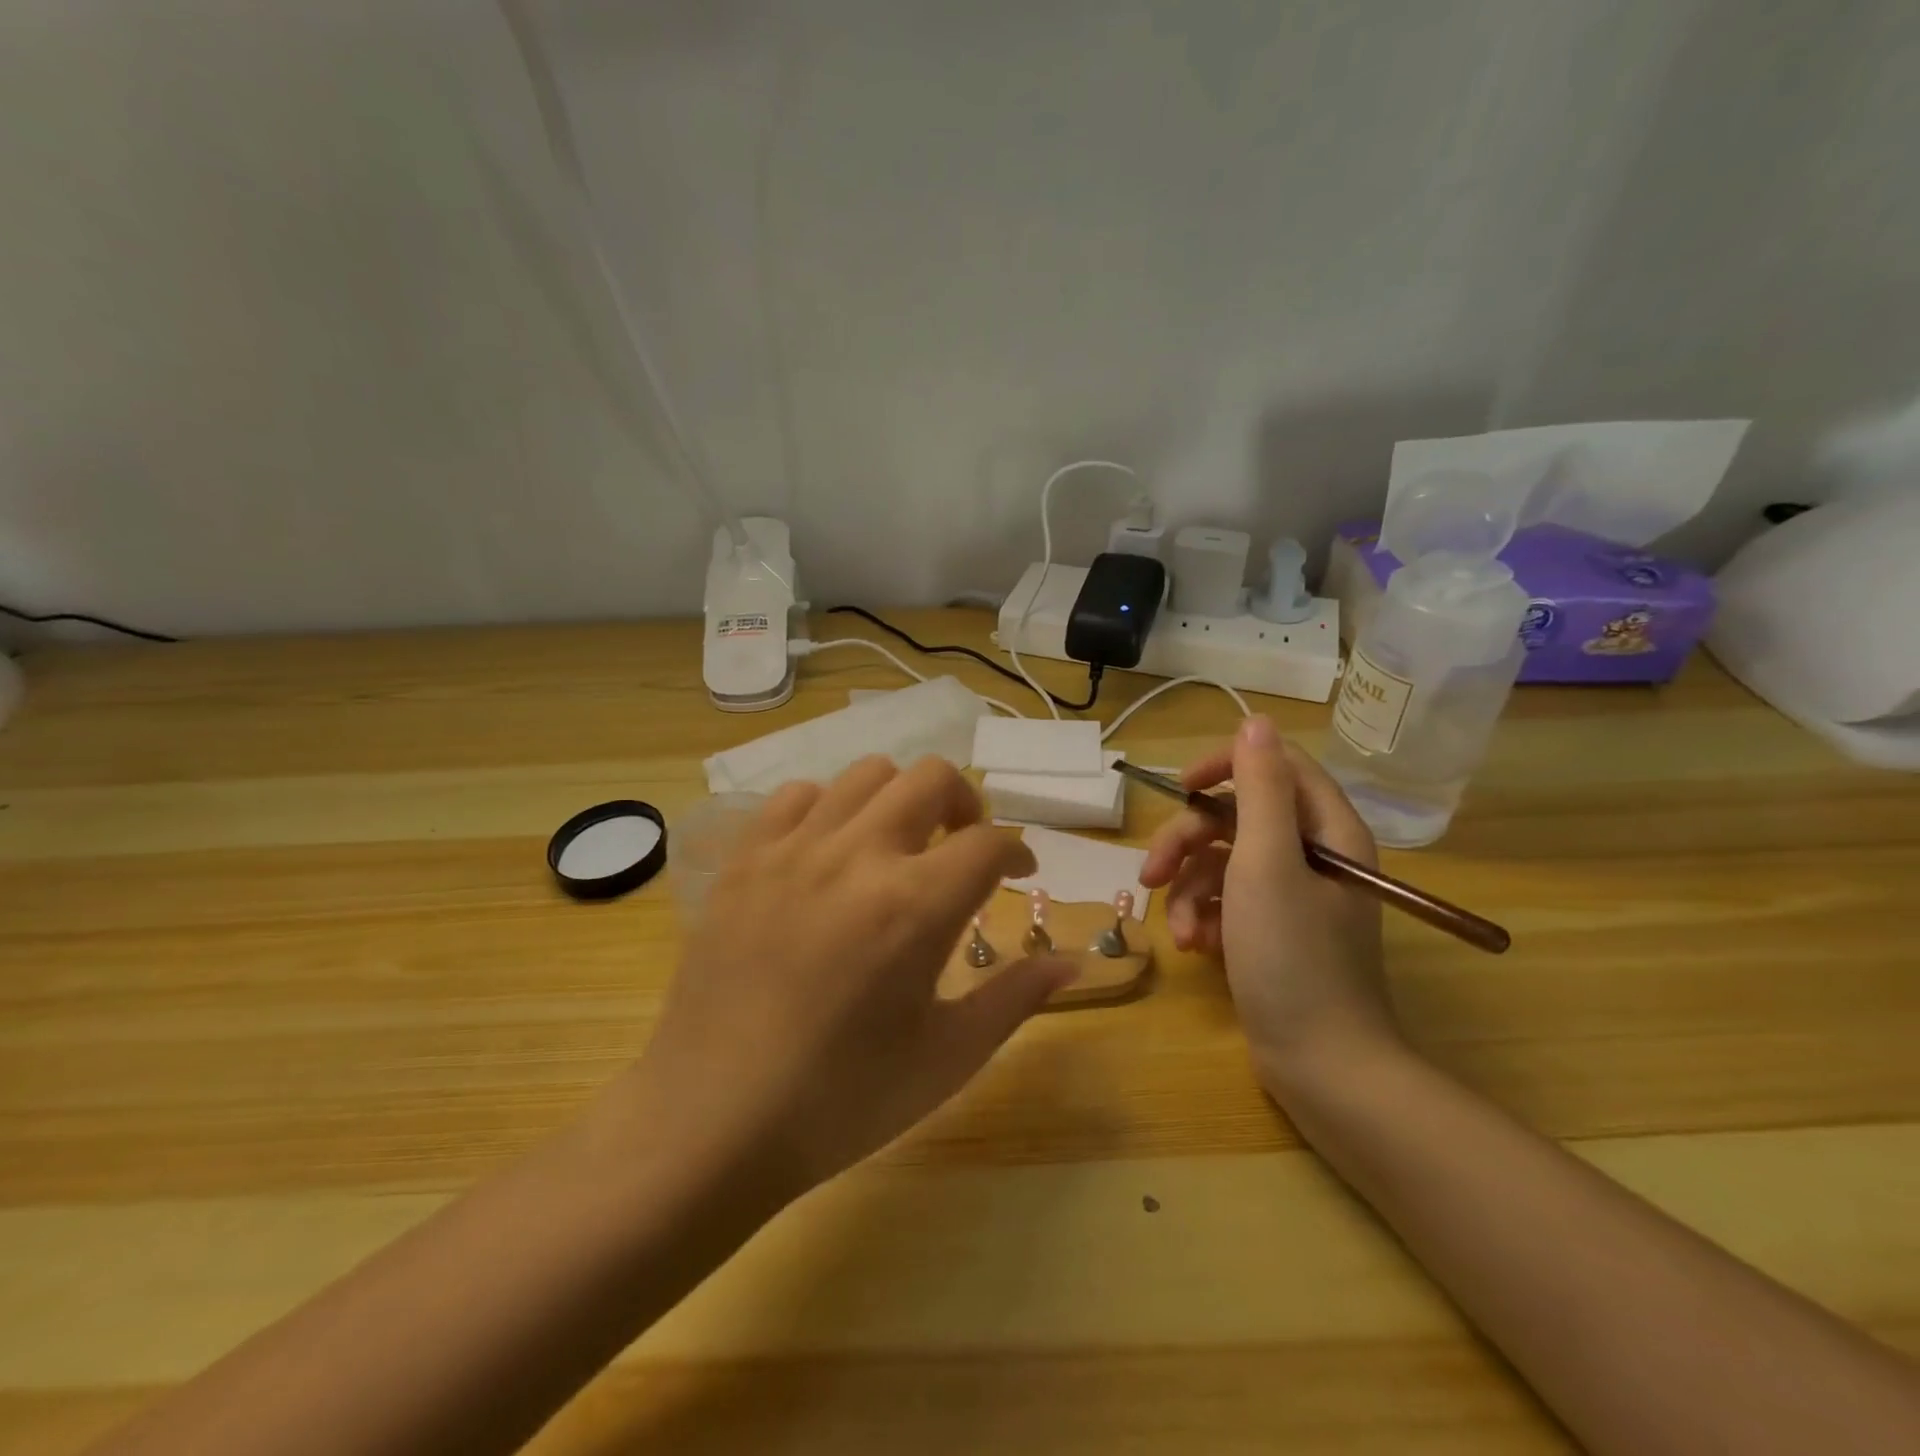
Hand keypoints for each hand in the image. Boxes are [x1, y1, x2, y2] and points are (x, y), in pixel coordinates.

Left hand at [630, 756, 1072, 1200]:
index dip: (1017, 849)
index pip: (989, 841)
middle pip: (932, 777)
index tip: (1019, 871)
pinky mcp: (746, 859)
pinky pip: (797, 796)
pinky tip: (830, 852)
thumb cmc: (841, 1100)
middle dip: (965, 804)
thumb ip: (1014, 998)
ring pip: (866, 774)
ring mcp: (794, 849)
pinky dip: (829, 808)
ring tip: (897, 844)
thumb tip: (1071, 963)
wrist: (712, 1120)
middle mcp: (857, 856)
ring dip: (899, 799)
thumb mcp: (946, 1057)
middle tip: (963, 846)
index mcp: (915, 906)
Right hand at [1140, 716, 1399, 1099]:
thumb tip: (1254, 721)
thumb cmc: (1295, 959)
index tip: (1180, 788)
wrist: (1324, 1067)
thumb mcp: (1266, 865)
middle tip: (1152, 873)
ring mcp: (1293, 895)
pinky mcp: (1273, 929)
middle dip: (1188, 843)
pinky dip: (1205, 917)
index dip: (1224, 766)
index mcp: (1327, 830)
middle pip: (1237, 817)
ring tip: (1182, 931)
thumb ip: (1258, 790)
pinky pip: (1228, 900)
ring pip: (1224, 862)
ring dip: (1191, 890)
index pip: (1275, 765)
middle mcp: (1314, 854)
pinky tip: (1196, 947)